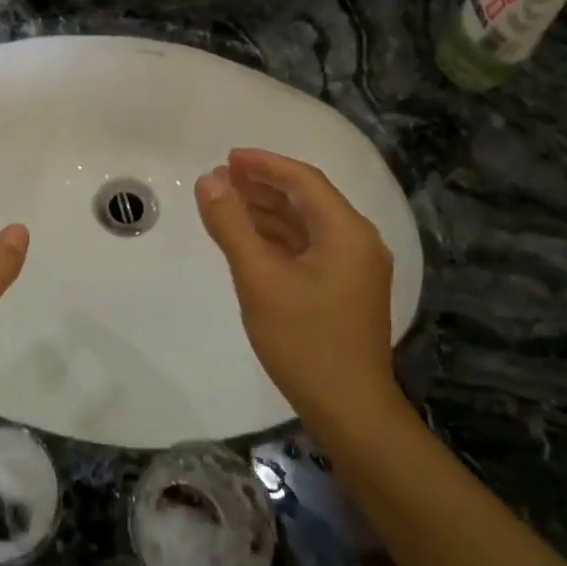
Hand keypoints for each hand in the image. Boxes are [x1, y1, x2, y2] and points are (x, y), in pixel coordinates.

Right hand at [195, 149, 398, 424]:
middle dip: (264, 185)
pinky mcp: (346, 290)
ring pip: (307, 225)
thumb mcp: (259, 279)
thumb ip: (231, 226)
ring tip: (228, 201)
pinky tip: (251, 239)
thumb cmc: (303, 340)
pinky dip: (279, 238)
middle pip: (307, 199)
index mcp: (346, 231)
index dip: (264, 164)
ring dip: (269, 211)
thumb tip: (209, 181)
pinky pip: (310, 249)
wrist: (349, 408)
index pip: (303, 180)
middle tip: (221, 177)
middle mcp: (358, 242)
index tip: (227, 157)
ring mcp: (355, 268)